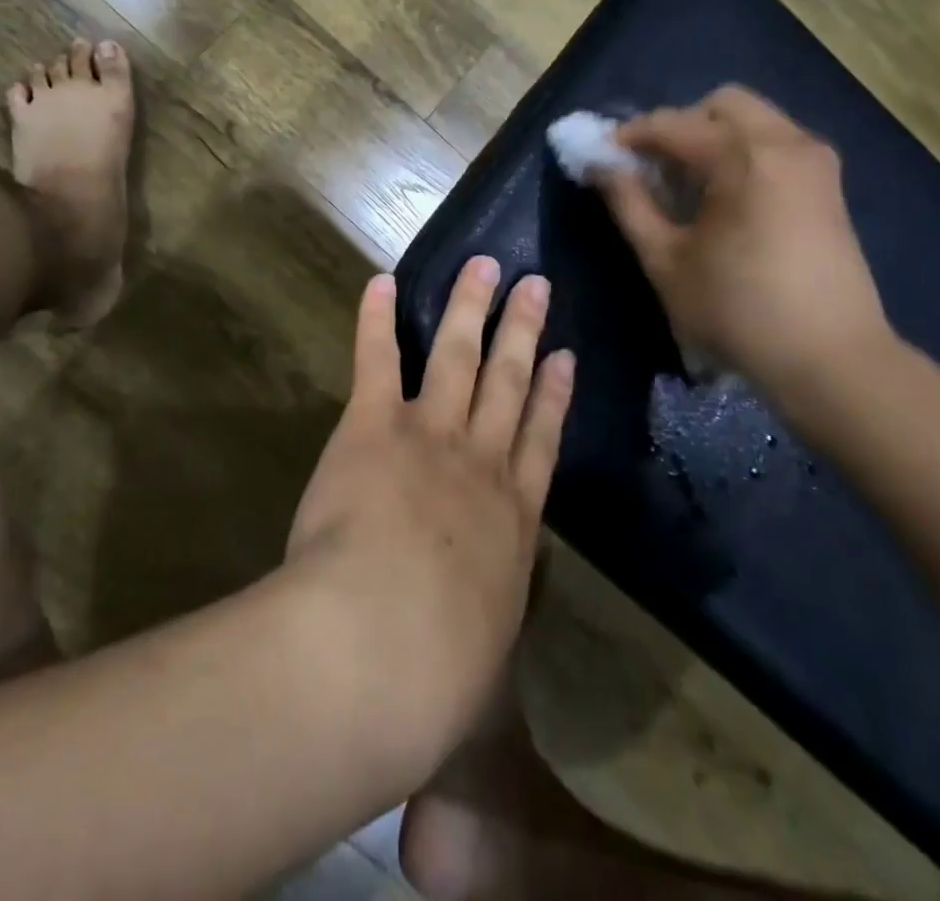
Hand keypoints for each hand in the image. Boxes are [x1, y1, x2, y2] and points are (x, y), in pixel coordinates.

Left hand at [287, 258, 572, 778]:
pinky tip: (380, 281)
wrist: (383, 644)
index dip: (555, 394)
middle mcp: (480, 462)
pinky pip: (378, 359)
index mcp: (512, 519)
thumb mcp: (481, 661)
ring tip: (483, 265)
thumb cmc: (436, 673)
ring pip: (458, 355)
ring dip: (470, 307)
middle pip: (509, 381)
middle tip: (535, 284)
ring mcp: (430, 434)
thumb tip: (491, 654)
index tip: (565, 356)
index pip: (541, 440)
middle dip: (523, 330)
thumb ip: (485, 635)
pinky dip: (376, 318)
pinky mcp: (374, 424)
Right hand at [596, 86, 891, 386]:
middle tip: (652, 167)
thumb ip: (628, 203)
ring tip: (686, 183)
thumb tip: (599, 165)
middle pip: (720, 104)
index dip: (629, 136)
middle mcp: (785, 142)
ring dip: (712, 137)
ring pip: (753, 119)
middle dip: (678, 126)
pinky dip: (742, 151)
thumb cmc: (737, 311)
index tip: (602, 156)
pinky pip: (775, 142)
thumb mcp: (665, 260)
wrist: (832, 360)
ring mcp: (815, 161)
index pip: (672, 124)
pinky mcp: (829, 184)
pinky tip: (724, 196)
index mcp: (743, 157)